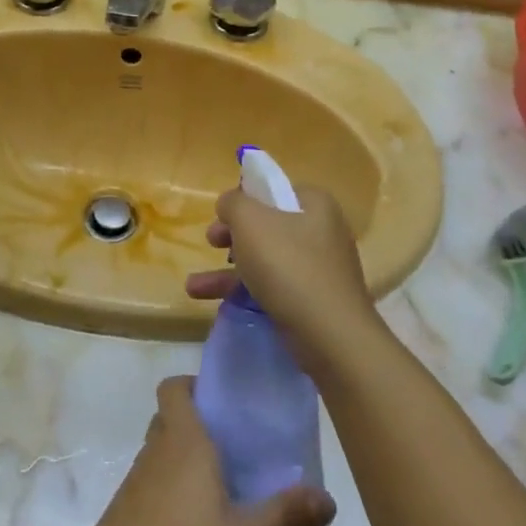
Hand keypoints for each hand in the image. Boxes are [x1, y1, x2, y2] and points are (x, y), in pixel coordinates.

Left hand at [51, 377, 334, 525]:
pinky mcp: (124, 513)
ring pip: (162, 454)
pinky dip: (173, 493)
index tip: (224, 403)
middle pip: (171, 419)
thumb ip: (285, 515)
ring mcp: (134, 482)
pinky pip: (153, 486)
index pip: (174, 387)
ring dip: (187, 463)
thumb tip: (327, 498)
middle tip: (237, 450)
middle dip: (200, 428)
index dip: (194, 385)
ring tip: (226, 492)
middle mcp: (154, 450)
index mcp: (182, 440)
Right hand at [185, 184, 379, 363]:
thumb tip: (229, 203)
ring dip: (228, 269)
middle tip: (211, 242)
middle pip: (267, 224)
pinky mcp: (312, 300)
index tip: (221, 215)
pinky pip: (272, 286)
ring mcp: (319, 268)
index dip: (243, 198)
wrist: (331, 336)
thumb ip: (233, 203)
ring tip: (194, 286)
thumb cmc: (289, 266)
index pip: (273, 189)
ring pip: (265, 258)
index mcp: (314, 204)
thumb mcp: (250, 221)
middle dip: (232, 235)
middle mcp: (321, 231)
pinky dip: (244, 291)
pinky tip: (213, 301)